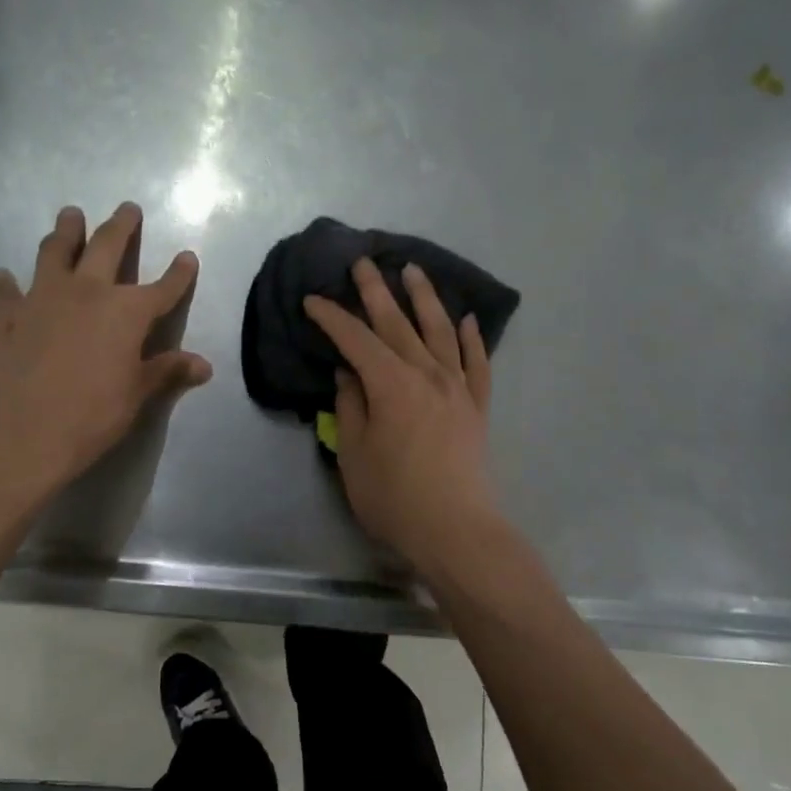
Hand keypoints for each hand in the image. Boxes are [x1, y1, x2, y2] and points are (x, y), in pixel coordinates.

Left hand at [0, 202, 211, 507]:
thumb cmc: (91, 415)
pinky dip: (7, 282)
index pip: (162, 287)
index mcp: (126, 311)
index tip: (188, 256)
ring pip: (55, 252)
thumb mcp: (137, 395)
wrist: (20, 434)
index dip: (179, 273)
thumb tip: (204, 366)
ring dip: (65, 231)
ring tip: (70, 215)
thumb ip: (167, 371)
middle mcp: (86, 292)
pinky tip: (4, 275)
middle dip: (121, 226)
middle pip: (107, 247)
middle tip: (127, 207)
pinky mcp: (8, 317)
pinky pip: (7, 291)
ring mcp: (42, 298)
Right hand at [304, 258, 500, 573]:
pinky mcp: (477, 406)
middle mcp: (426, 374)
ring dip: (425, 298)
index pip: (356, 339)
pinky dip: (473, 339)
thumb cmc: (394, 497)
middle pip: (397, 323)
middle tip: (364, 261)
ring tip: (414, 271)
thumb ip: (350, 408)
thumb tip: (350, 376)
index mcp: (390, 384)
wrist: (456, 529)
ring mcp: (457, 387)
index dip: (332, 317)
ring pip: (440, 331)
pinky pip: (478, 362)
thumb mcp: (354, 454)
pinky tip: (468, 320)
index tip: (313, 300)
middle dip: (377, 291)